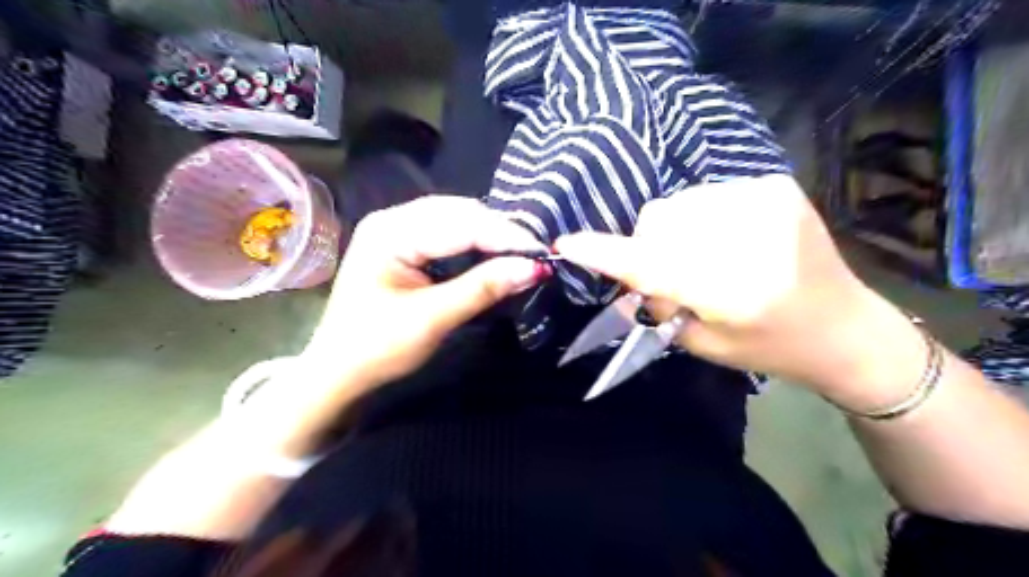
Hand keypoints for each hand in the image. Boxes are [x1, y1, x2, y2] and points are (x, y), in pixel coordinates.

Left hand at [302, 197, 546, 388]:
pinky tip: (493, 253)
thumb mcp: (432, 319)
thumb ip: (483, 289)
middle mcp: (392, 219)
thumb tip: (534, 268)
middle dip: (500, 232)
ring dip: (490, 235)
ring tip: (521, 253)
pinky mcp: (403, 244)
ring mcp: (396, 229)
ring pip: (456, 220)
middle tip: (535, 253)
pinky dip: (474, 243)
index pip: (460, 224)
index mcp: (390, 232)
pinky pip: (447, 233)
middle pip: (459, 213)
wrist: (337, 372)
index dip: (505, 236)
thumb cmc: (377, 349)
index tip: (543, 251)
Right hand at [555, 173, 924, 394]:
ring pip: (677, 204)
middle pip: (659, 221)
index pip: (651, 265)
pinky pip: (704, 195)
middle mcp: (751, 238)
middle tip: (666, 275)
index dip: (604, 253)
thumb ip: (659, 303)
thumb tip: (627, 274)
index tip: (568, 243)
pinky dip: (697, 218)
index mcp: (735, 290)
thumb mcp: (704, 341)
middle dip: (647, 246)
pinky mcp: (774, 186)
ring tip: (700, 256)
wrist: (845, 326)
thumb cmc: (771, 347)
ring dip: (671, 230)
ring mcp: (766, 201)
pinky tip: (723, 239)